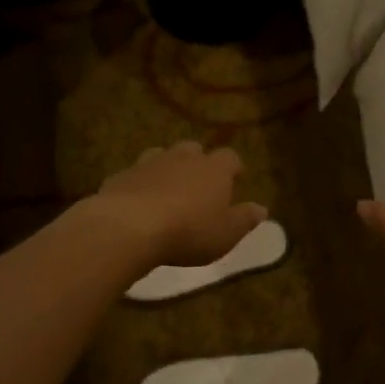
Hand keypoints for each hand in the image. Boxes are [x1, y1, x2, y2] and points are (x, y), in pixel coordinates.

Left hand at [87, 141, 267, 270]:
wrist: (129, 227)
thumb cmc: (188, 232)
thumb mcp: (226, 233)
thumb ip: (245, 219)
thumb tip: (262, 209)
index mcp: (214, 169)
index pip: (230, 157)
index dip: (234, 167)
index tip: (236, 178)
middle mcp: (183, 158)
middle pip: (194, 149)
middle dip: (199, 161)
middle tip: (200, 182)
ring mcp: (149, 163)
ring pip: (162, 155)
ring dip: (168, 167)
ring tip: (168, 187)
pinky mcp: (122, 175)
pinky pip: (135, 174)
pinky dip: (140, 182)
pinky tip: (138, 200)